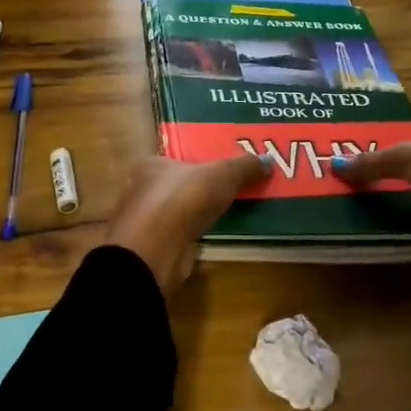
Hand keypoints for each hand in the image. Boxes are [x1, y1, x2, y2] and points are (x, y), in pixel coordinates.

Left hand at [104, 153, 270, 297]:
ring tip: (229, 210)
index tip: (225, 167)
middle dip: (202, 187)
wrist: (155, 252)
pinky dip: (195, 232)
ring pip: (180, 210)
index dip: (201, 161)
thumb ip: (244, 166)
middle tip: (233, 188)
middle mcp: (142, 189)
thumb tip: (268, 160)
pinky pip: (181, 232)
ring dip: (199, 212)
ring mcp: (146, 221)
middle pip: (179, 184)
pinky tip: (214, 232)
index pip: (178, 158)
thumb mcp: (221, 175)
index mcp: (150, 164)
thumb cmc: (182, 199)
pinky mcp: (155, 247)